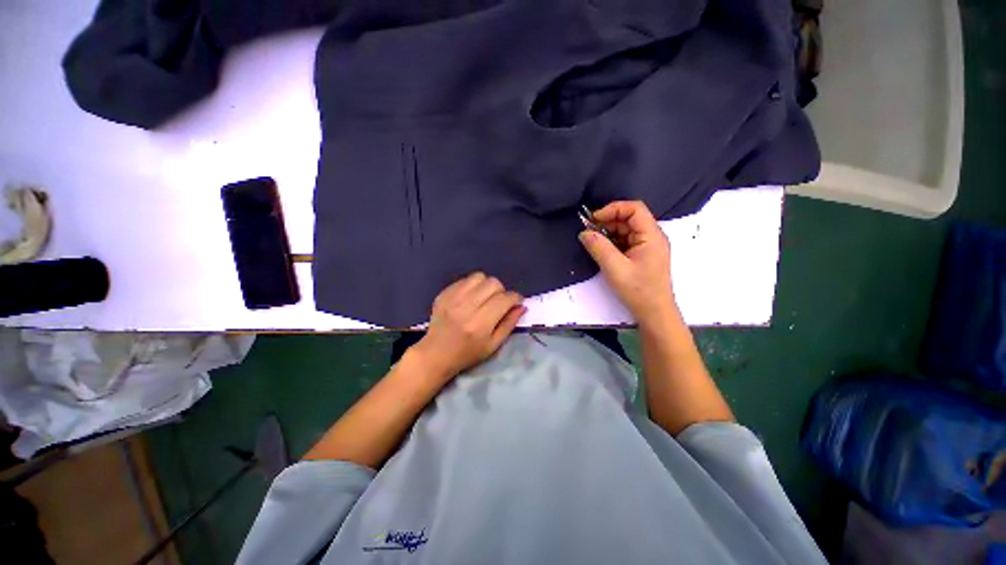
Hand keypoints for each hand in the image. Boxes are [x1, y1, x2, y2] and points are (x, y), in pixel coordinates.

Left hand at [410, 273, 525, 379]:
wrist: (435, 354)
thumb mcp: (493, 345)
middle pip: (493, 283)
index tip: (516, 302)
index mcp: (480, 323)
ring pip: (479, 277)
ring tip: (484, 297)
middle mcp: (466, 307)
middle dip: (501, 291)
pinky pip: (464, 279)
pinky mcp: (444, 294)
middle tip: (498, 302)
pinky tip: (470, 297)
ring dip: (486, 285)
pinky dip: (472, 286)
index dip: (515, 298)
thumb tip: (522, 306)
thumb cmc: (467, 353)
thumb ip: (509, 324)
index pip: (505, 299)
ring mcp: (453, 298)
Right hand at [578, 201, 678, 326]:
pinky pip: (625, 241)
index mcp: (652, 235)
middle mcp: (652, 237)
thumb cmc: (638, 290)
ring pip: (626, 230)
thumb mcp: (615, 268)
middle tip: (589, 231)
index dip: (613, 209)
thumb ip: (598, 248)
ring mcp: (647, 246)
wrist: (654, 313)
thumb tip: (584, 233)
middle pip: (629, 219)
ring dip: (609, 233)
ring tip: (593, 241)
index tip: (594, 219)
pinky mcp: (642, 255)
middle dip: (608, 222)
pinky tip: (602, 250)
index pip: (635, 209)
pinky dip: (612, 242)